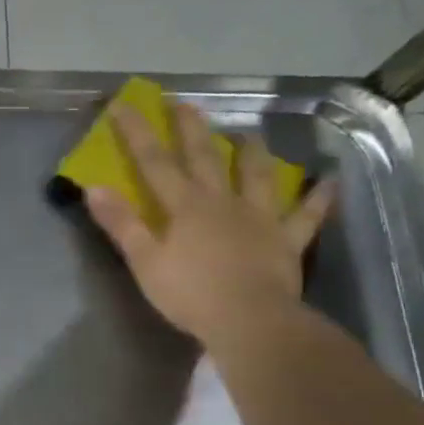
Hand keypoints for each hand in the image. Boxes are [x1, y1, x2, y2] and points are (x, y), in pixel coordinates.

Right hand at [85, 97, 335, 340]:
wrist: (250, 321)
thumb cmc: (190, 294)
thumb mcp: (144, 262)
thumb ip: (121, 224)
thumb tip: (94, 188)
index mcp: (185, 206)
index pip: (154, 162)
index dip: (137, 133)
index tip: (123, 105)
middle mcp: (223, 201)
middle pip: (205, 157)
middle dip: (191, 128)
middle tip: (184, 103)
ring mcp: (259, 218)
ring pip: (257, 175)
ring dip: (252, 151)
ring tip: (249, 132)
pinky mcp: (286, 240)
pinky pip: (306, 215)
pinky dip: (318, 198)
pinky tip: (329, 181)